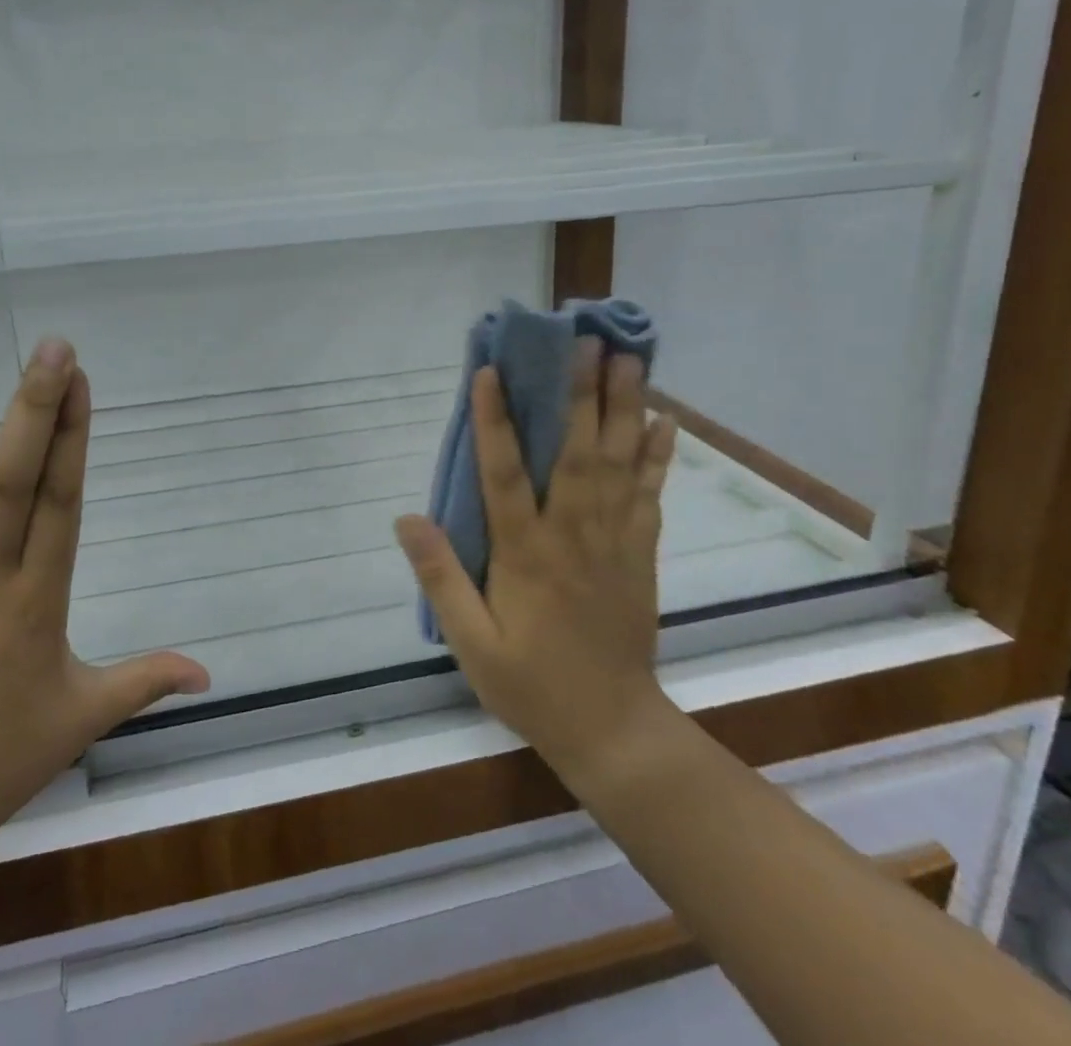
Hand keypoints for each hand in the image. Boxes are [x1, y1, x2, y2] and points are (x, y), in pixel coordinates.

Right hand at [394, 344, 678, 790]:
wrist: (613, 729)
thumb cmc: (531, 684)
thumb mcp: (471, 642)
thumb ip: (441, 577)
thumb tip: (407, 517)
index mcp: (526, 554)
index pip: (505, 474)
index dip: (495, 420)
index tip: (490, 371)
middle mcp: (573, 535)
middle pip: (577, 453)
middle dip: (580, 394)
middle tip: (586, 342)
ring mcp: (614, 542)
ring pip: (619, 464)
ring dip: (623, 409)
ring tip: (628, 360)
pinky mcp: (640, 554)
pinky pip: (650, 495)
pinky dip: (657, 456)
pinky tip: (663, 420)